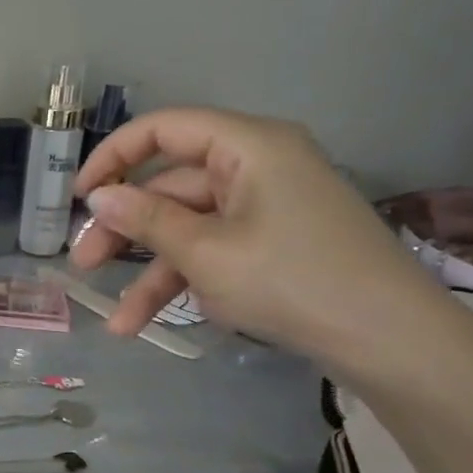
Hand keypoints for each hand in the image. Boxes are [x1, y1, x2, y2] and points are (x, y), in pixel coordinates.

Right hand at [70, 107, 448, 363]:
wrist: (393, 343)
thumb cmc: (292, 281)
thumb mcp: (205, 252)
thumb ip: (145, 219)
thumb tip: (97, 197)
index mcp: (248, 146)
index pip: (164, 129)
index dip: (113, 157)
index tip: (79, 198)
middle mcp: (256, 166)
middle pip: (170, 187)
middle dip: (124, 231)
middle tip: (83, 266)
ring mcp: (266, 209)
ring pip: (188, 229)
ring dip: (149, 274)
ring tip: (117, 324)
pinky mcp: (274, 245)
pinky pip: (214, 251)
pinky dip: (184, 283)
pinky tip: (153, 325)